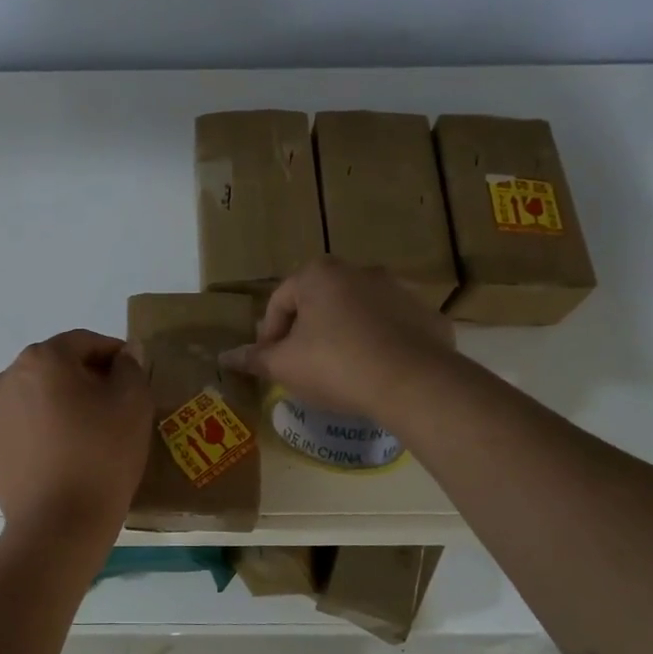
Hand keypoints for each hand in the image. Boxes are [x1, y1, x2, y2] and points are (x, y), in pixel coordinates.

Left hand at [0, 329, 153, 534]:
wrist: (58, 524)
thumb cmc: (101, 455)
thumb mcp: (133, 403)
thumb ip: (131, 367)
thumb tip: (126, 354)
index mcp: (43, 359)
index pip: (85, 342)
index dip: (114, 355)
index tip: (133, 377)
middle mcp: (8, 378)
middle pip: (56, 368)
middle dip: (85, 380)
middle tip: (113, 408)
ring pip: (36, 398)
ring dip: (60, 405)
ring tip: (86, 436)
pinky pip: (21, 428)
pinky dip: (41, 433)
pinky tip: (62, 458)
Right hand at [222, 258, 456, 421]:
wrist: (413, 382)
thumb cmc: (335, 365)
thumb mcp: (284, 366)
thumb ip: (254, 359)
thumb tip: (225, 356)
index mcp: (319, 275)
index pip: (279, 301)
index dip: (268, 334)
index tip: (270, 363)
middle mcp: (359, 271)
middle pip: (319, 302)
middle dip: (306, 331)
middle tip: (302, 364)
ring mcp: (398, 290)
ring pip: (357, 312)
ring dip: (344, 334)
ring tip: (340, 370)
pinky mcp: (427, 314)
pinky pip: (392, 327)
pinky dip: (379, 343)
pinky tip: (375, 372)